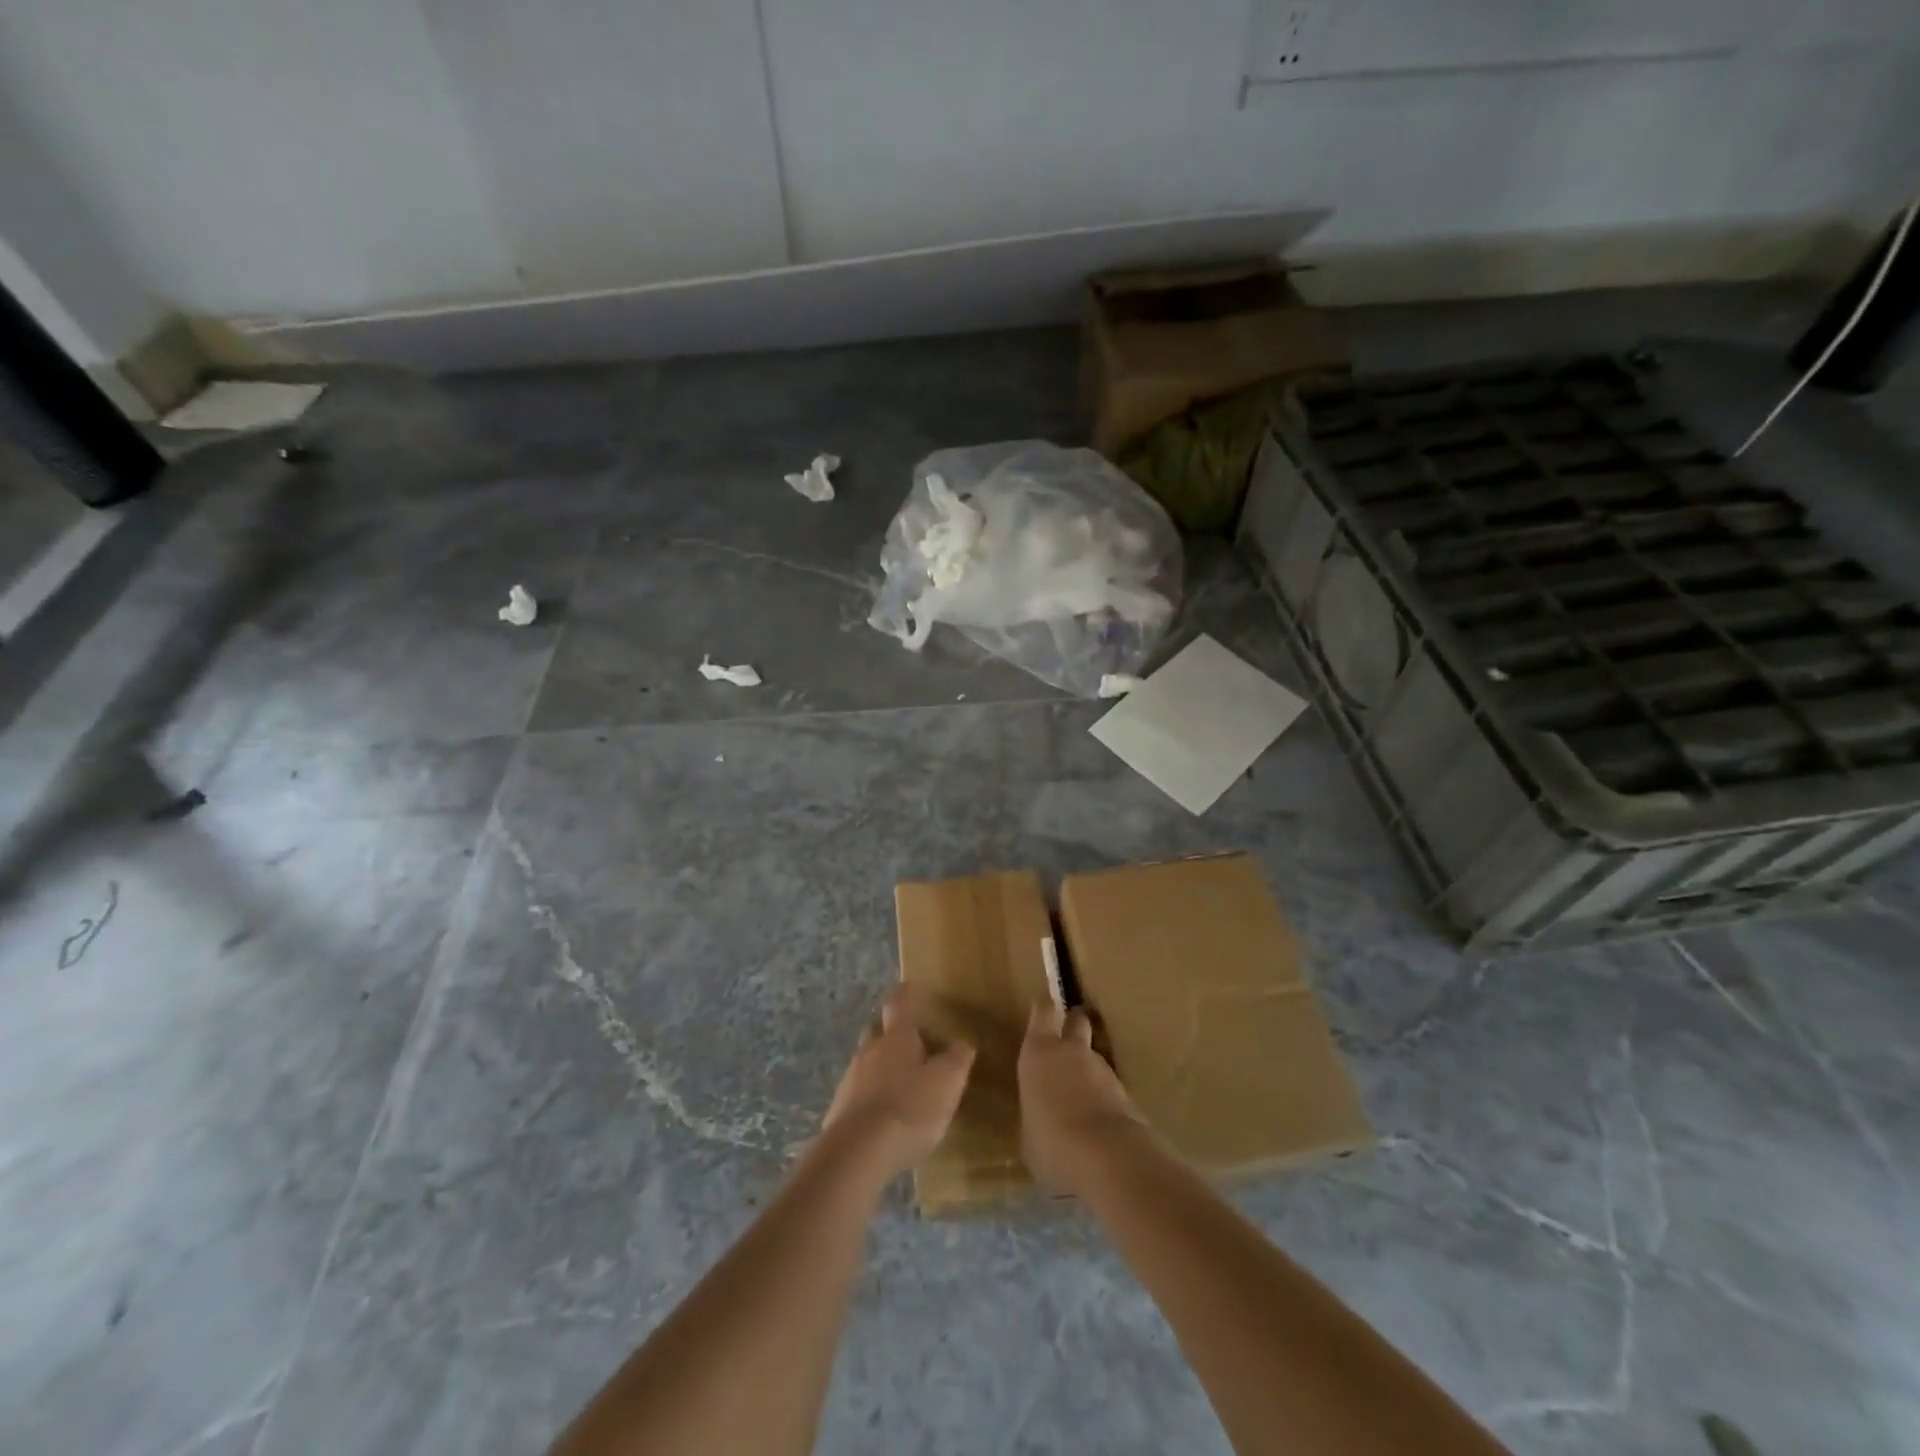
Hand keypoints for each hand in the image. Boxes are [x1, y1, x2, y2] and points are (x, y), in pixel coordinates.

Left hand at [820, 987, 975, 1181]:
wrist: (857, 1154)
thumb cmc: (908, 1108)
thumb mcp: (946, 1083)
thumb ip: (957, 1060)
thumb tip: (962, 1042)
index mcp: (896, 1037)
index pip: (899, 1004)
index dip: (905, 994)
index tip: (908, 986)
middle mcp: (869, 1051)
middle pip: (877, 1031)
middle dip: (890, 1031)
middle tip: (907, 1038)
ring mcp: (850, 1080)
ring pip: (866, 1062)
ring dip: (880, 1066)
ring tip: (900, 1082)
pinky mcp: (840, 1111)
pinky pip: (859, 1093)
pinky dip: (872, 1096)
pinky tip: (885, 1115)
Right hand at [1018, 1003, 1147, 1196]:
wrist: (1106, 1156)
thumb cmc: (1050, 1140)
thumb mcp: (1029, 1130)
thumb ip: (1035, 1110)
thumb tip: (1040, 1116)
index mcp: (1039, 1052)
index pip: (1043, 1011)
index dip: (1044, 1010)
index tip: (1042, 1009)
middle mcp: (1071, 1051)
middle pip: (1077, 1020)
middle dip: (1074, 1025)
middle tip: (1067, 1040)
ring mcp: (1103, 1069)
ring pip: (1096, 1056)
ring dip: (1091, 1069)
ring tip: (1082, 1095)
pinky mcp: (1127, 1092)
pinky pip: (1111, 1086)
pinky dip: (1105, 1096)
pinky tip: (1100, 1120)